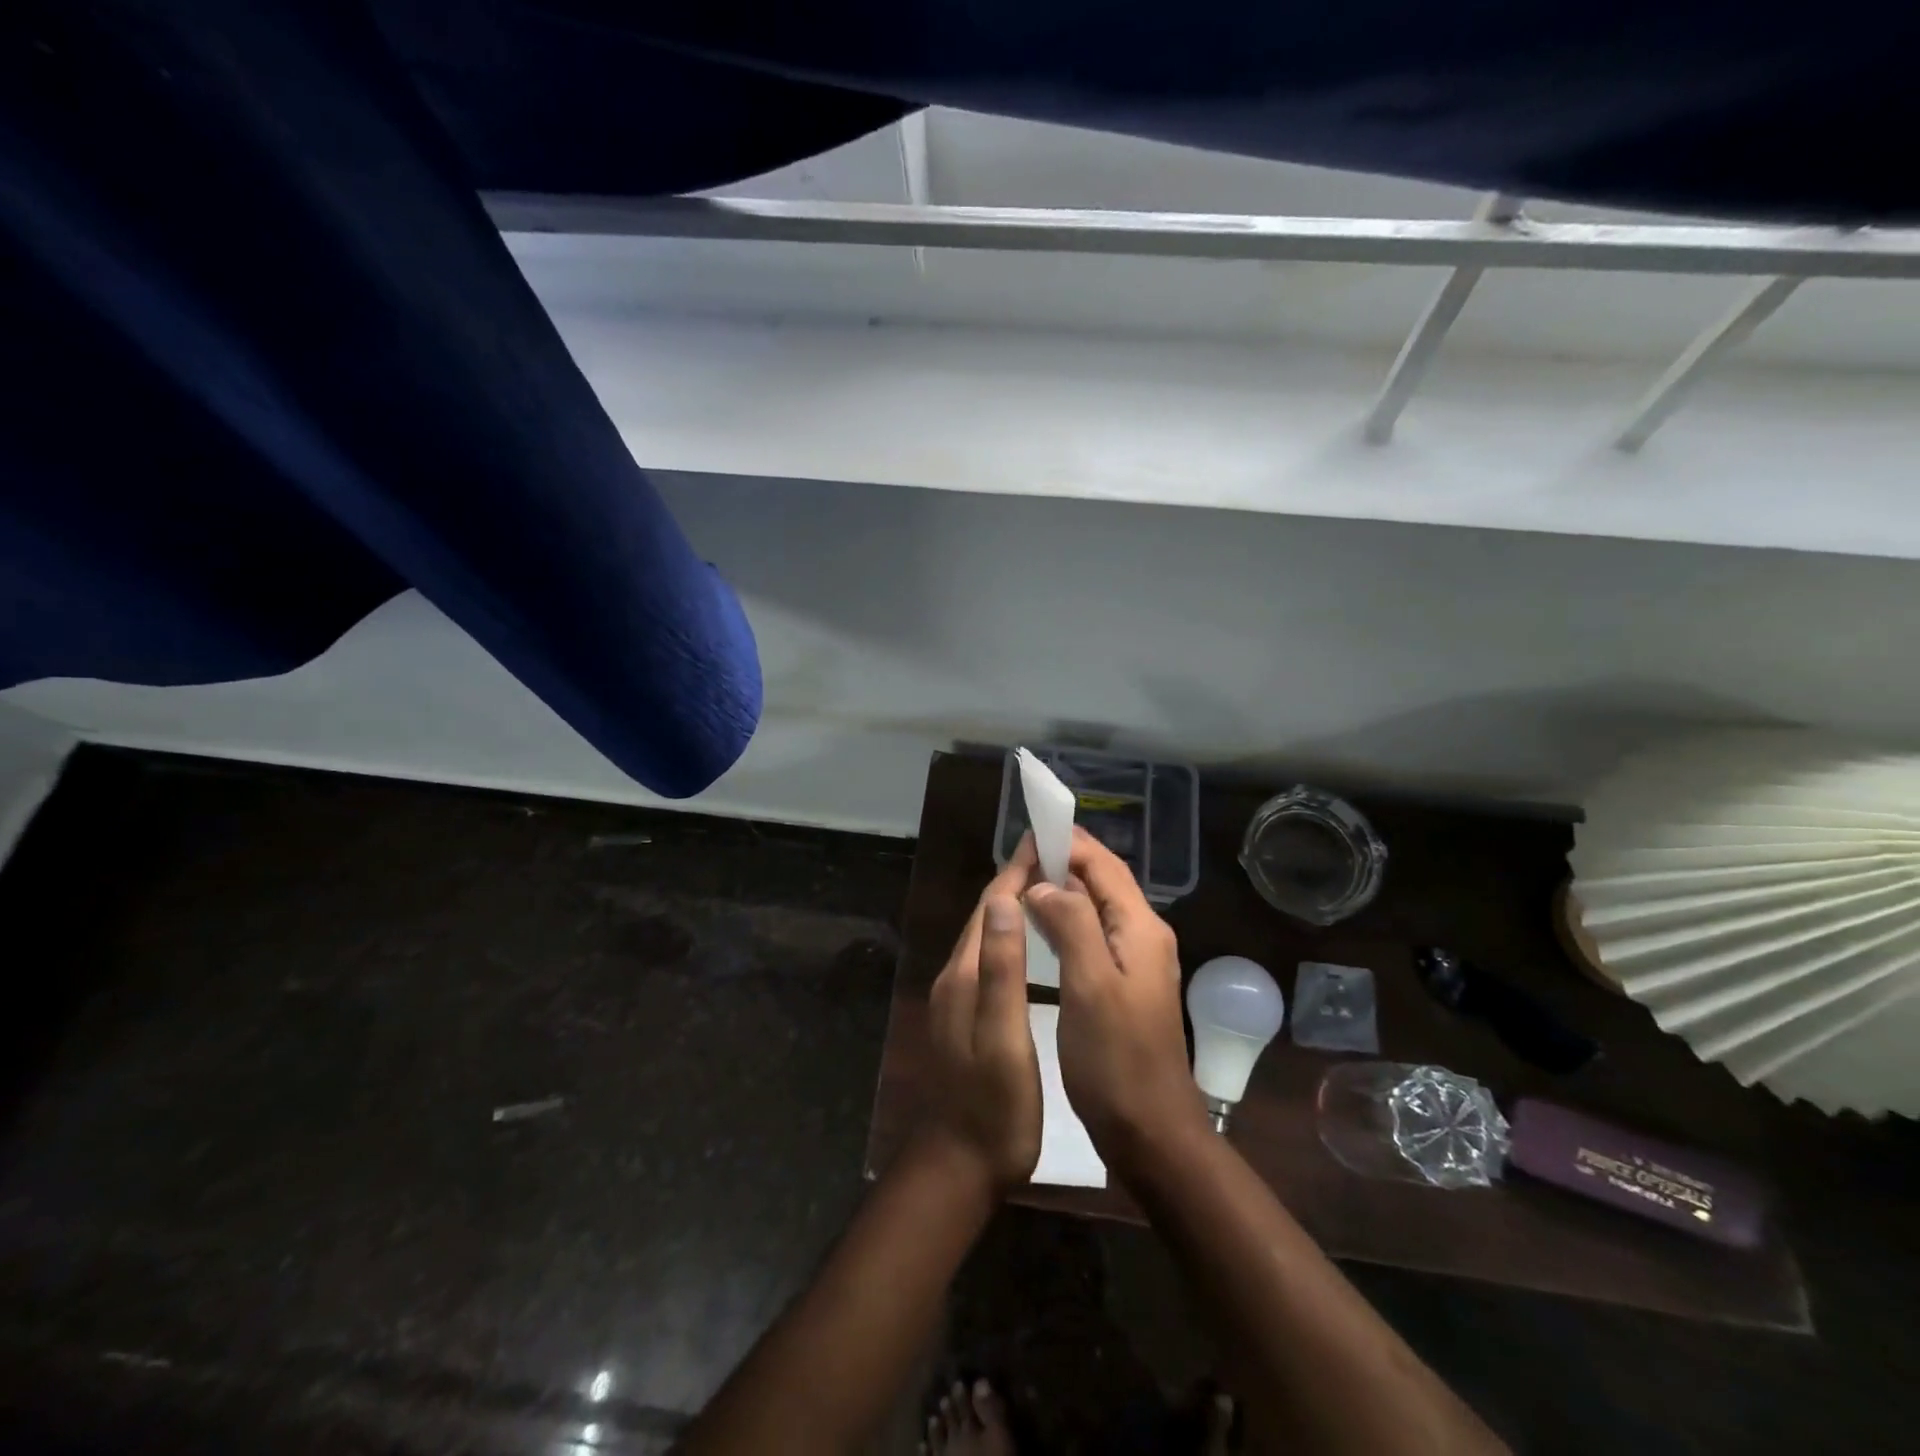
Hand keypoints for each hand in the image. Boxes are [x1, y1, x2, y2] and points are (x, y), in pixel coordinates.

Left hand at [920, 840, 1042, 1193]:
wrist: (962, 1162)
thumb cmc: (993, 1103)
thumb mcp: (1003, 1035)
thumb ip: (1002, 969)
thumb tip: (1007, 901)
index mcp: (964, 974)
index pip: (991, 907)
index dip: (1016, 872)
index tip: (1043, 842)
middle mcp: (957, 977)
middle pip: (987, 917)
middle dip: (1015, 881)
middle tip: (1053, 857)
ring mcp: (959, 997)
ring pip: (988, 937)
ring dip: (1013, 907)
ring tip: (1048, 888)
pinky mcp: (968, 1015)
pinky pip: (990, 959)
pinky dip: (1011, 937)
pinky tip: (1031, 943)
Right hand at [1024, 828, 1204, 1173]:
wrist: (1151, 1130)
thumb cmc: (1116, 1059)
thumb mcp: (1090, 985)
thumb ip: (1070, 924)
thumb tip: (1045, 885)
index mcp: (1139, 928)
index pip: (1103, 866)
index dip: (1069, 843)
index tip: (1031, 829)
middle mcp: (1143, 935)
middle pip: (1104, 881)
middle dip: (1066, 860)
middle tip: (1021, 852)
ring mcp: (1137, 961)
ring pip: (1099, 907)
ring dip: (1066, 888)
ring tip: (1026, 880)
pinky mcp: (1125, 984)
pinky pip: (1095, 933)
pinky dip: (1068, 918)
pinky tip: (1044, 925)